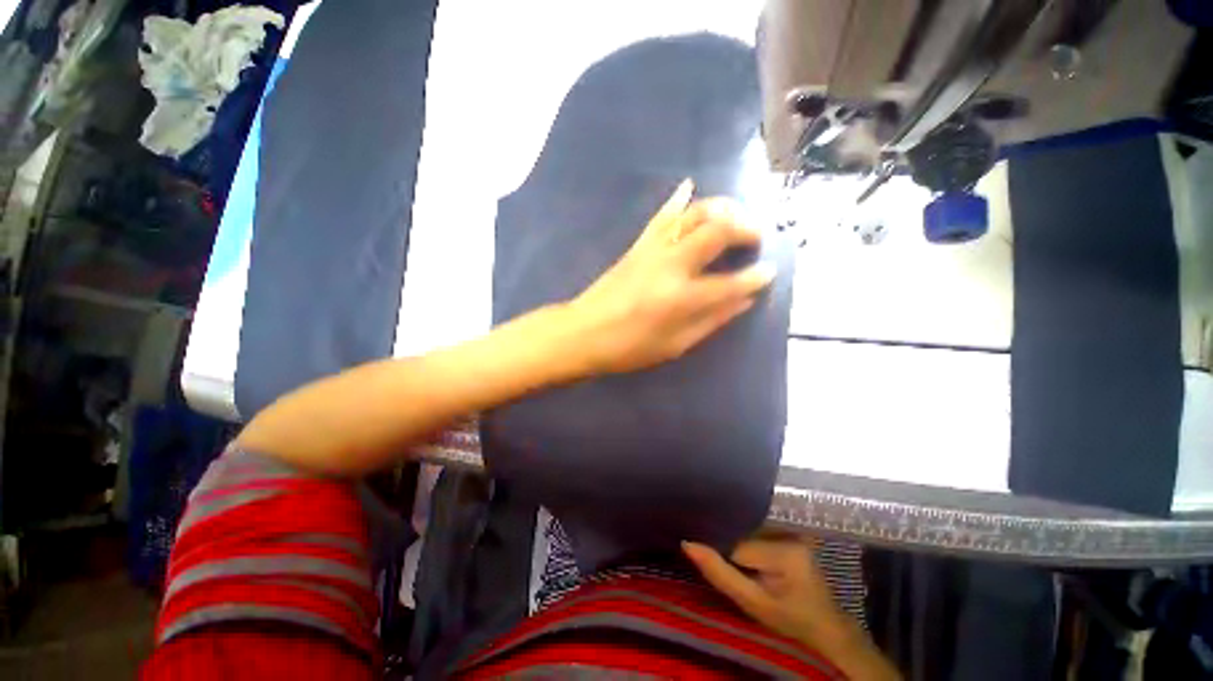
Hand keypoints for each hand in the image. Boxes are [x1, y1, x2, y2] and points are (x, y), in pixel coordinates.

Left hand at [567, 179, 775, 374]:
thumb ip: (711, 321)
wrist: (583, 332)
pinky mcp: (638, 245)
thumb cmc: (629, 347)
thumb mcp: (674, 345)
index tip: (769, 271)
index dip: (755, 277)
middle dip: (745, 229)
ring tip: (736, 215)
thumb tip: (743, 301)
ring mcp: (653, 250)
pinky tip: (689, 185)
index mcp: (683, 298)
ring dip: (721, 208)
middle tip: (757, 236)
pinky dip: (677, 199)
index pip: (731, 283)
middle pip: (717, 232)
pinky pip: (661, 216)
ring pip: (693, 214)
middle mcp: (672, 266)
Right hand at [683, 536, 899, 680]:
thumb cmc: (791, 620)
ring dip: (734, 540)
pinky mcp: (787, 528)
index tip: (712, 562)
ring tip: (731, 554)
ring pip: (745, 528)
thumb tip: (687, 543)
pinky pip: (755, 528)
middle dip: (727, 544)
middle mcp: (787, 530)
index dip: (720, 553)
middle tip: (722, 560)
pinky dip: (744, 538)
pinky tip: (742, 550)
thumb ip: (719, 574)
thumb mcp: (753, 604)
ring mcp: (789, 527)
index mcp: (784, 550)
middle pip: (740, 531)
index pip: (735, 544)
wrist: (827, 625)